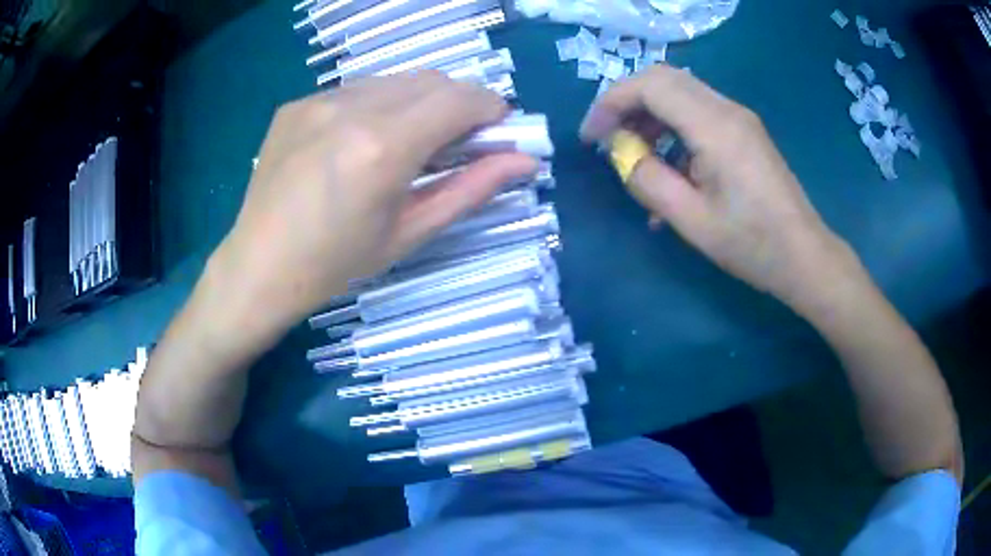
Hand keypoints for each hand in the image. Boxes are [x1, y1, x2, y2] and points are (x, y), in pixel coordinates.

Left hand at [210, 73, 536, 340]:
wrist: (258, 267)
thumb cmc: (335, 265)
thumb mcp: (409, 233)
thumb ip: (471, 189)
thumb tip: (525, 161)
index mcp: (382, 147)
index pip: (460, 99)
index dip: (491, 110)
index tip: (497, 132)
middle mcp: (351, 109)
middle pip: (432, 80)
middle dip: (459, 103)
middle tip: (457, 142)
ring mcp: (318, 101)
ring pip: (395, 79)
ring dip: (420, 101)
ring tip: (410, 141)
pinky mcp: (297, 103)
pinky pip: (357, 89)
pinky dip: (380, 104)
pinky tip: (363, 140)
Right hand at [580, 65, 856, 310]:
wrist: (804, 256)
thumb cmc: (752, 244)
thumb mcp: (691, 221)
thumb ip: (648, 181)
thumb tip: (622, 154)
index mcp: (715, 127)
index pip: (649, 85)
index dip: (610, 103)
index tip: (591, 138)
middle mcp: (727, 109)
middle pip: (663, 79)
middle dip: (627, 103)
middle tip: (610, 139)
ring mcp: (739, 118)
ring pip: (680, 93)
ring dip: (650, 115)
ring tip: (637, 158)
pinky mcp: (745, 131)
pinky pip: (699, 113)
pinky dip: (672, 128)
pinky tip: (670, 169)